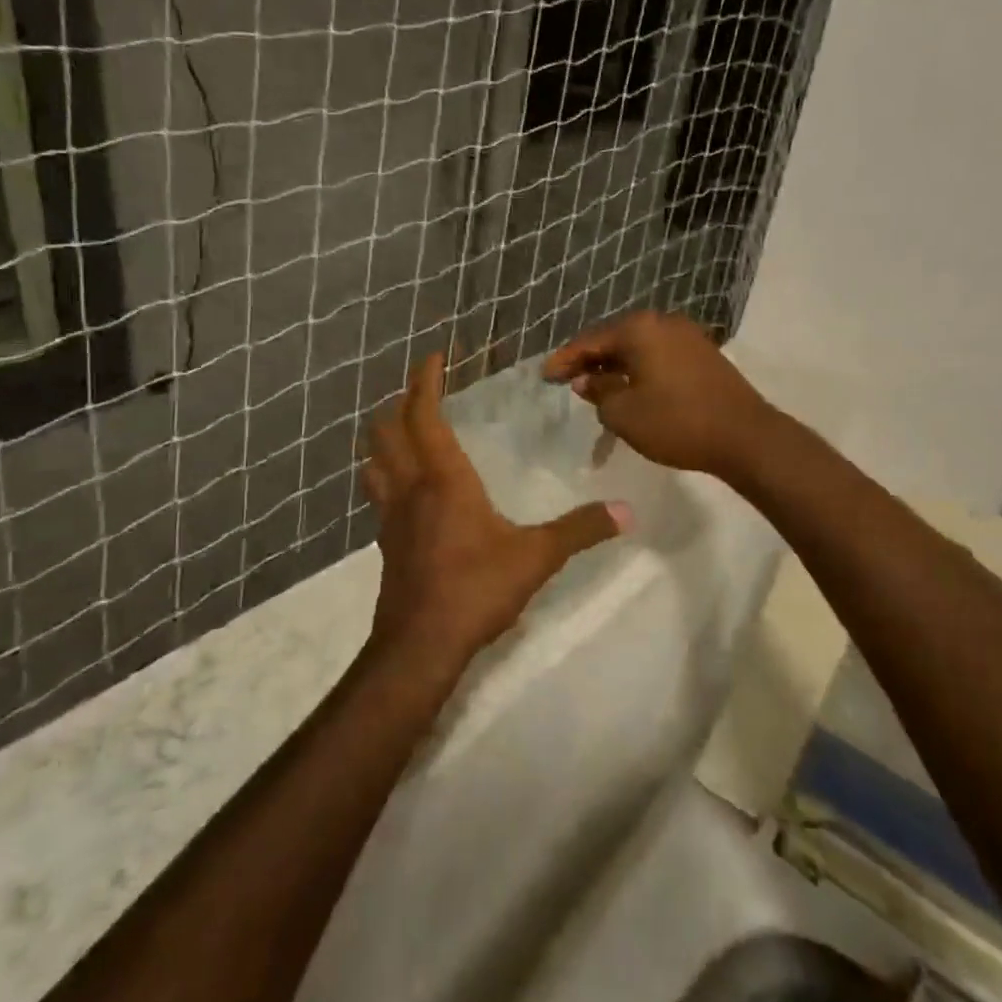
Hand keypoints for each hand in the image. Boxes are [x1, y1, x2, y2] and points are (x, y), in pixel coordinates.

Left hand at [361, 353, 627, 672]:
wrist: (419, 645)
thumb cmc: (475, 589)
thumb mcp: (536, 558)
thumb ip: (580, 530)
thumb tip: (626, 511)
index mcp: (443, 479)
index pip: (424, 416)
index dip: (424, 382)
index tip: (434, 356)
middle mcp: (410, 487)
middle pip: (387, 430)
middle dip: (399, 401)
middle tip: (420, 389)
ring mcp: (391, 515)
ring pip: (375, 459)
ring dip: (384, 434)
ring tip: (404, 427)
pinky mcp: (386, 542)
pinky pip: (379, 491)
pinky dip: (386, 471)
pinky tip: (406, 486)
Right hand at [543, 311, 773, 480]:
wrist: (745, 436)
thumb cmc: (677, 423)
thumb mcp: (624, 414)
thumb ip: (598, 393)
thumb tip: (587, 381)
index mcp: (639, 329)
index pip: (589, 340)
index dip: (564, 359)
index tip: (545, 376)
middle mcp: (662, 322)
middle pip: (614, 338)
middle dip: (589, 360)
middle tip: (567, 380)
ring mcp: (686, 335)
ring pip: (637, 347)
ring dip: (614, 365)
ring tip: (595, 387)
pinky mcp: (702, 352)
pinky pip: (658, 355)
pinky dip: (638, 368)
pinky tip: (630, 387)